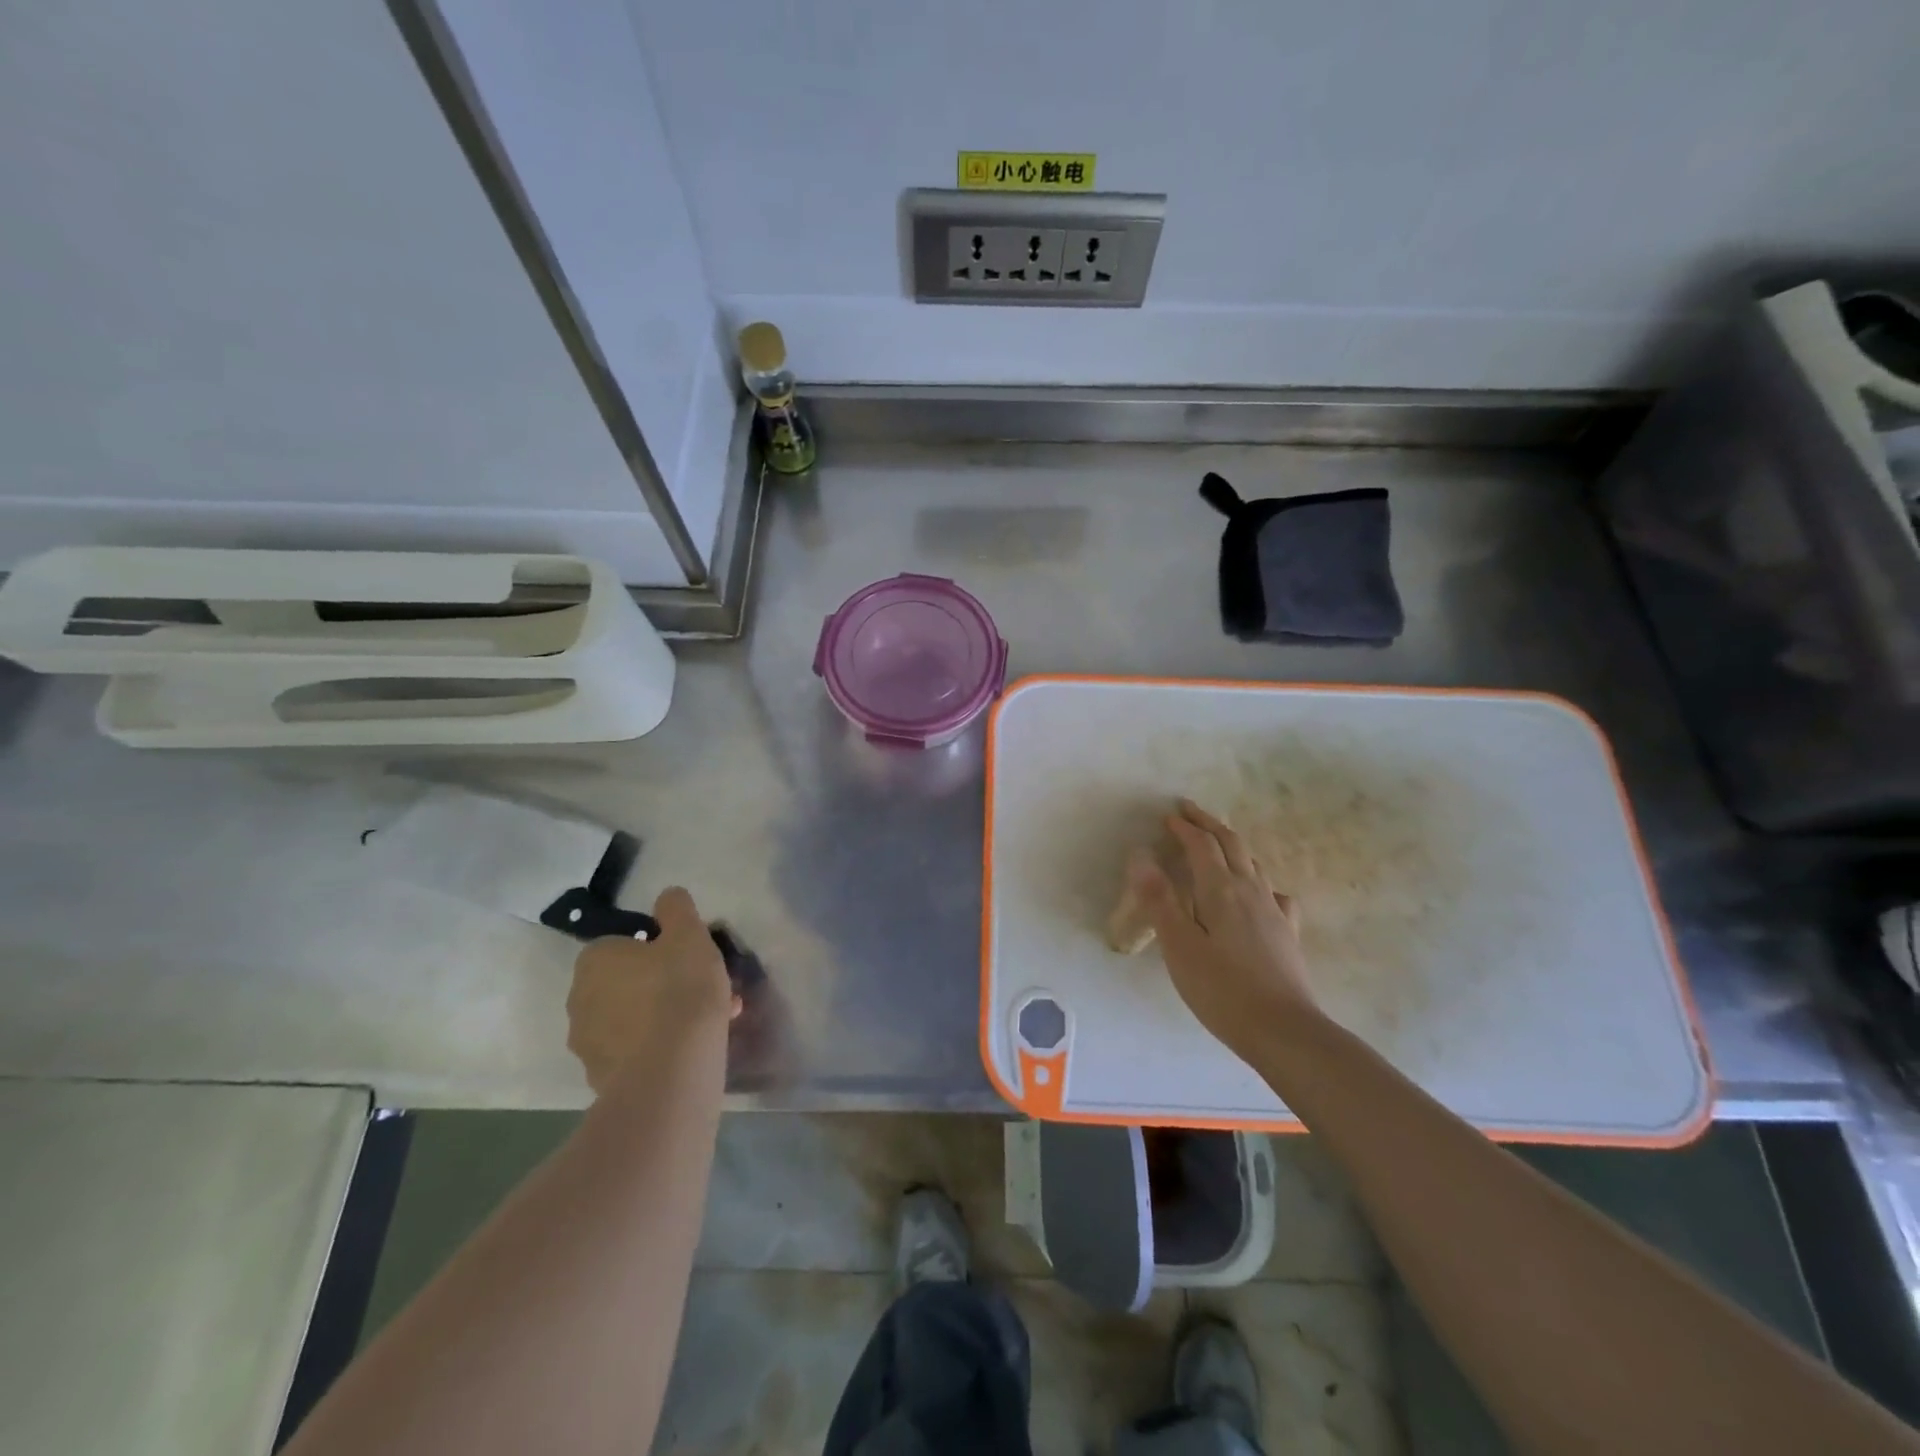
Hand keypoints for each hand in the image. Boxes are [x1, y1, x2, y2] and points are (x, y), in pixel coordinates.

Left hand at [566, 886, 735, 1095]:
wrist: (671, 1072)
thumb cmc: (679, 990)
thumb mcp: (689, 934)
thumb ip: (677, 909)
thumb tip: (667, 895)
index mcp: (595, 960)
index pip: (623, 944)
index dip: (658, 949)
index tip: (688, 959)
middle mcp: (579, 999)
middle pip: (627, 983)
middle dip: (662, 984)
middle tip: (702, 990)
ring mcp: (587, 1044)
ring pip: (633, 1019)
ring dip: (663, 1017)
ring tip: (710, 1021)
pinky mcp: (601, 1079)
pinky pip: (635, 1052)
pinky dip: (659, 1048)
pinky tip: (693, 1050)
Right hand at [1130, 799, 1320, 1061]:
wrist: (1284, 1031)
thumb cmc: (1221, 989)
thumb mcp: (1179, 946)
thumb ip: (1159, 900)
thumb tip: (1141, 856)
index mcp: (1221, 890)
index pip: (1202, 845)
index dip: (1184, 827)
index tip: (1168, 816)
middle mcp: (1251, 890)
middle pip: (1232, 844)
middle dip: (1209, 823)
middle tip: (1189, 811)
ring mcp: (1273, 911)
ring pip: (1253, 863)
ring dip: (1231, 845)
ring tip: (1216, 844)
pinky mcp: (1286, 933)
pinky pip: (1271, 892)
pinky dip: (1257, 880)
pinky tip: (1256, 894)